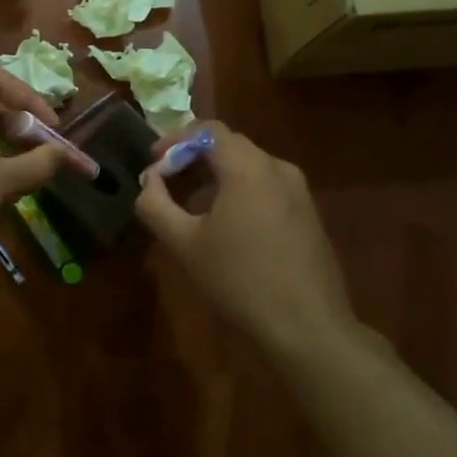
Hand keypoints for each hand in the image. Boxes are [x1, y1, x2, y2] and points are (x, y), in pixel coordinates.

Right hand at [135, 121, 353, 351]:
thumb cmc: (239, 281)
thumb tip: (148, 180)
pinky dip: (239, 190)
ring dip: (215, 175)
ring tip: (191, 206)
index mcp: (247, 167)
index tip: (153, 163)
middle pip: (228, 145)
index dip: (175, 140)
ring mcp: (298, 190)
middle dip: (193, 158)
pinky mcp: (308, 213)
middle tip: (166, 184)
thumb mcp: (184, 244)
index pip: (207, 130)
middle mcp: (277, 168)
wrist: (308, 327)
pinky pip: (266, 185)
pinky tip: (226, 224)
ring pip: (248, 166)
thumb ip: (155, 205)